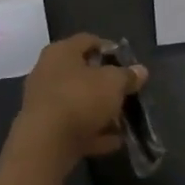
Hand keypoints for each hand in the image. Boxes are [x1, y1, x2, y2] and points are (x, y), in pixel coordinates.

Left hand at [4, 33, 147, 178]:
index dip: (110, 49)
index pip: (88, 40)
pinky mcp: (44, 129)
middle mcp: (47, 72)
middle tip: (126, 93)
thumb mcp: (113, 83)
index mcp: (61, 52)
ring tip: (122, 122)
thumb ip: (128, 76)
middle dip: (106, 84)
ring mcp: (43, 102)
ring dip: (100, 111)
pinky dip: (92, 132)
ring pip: (78, 102)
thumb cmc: (80, 99)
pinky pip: (73, 126)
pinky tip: (113, 142)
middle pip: (82, 73)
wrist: (45, 144)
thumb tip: (140, 71)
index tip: (128, 63)